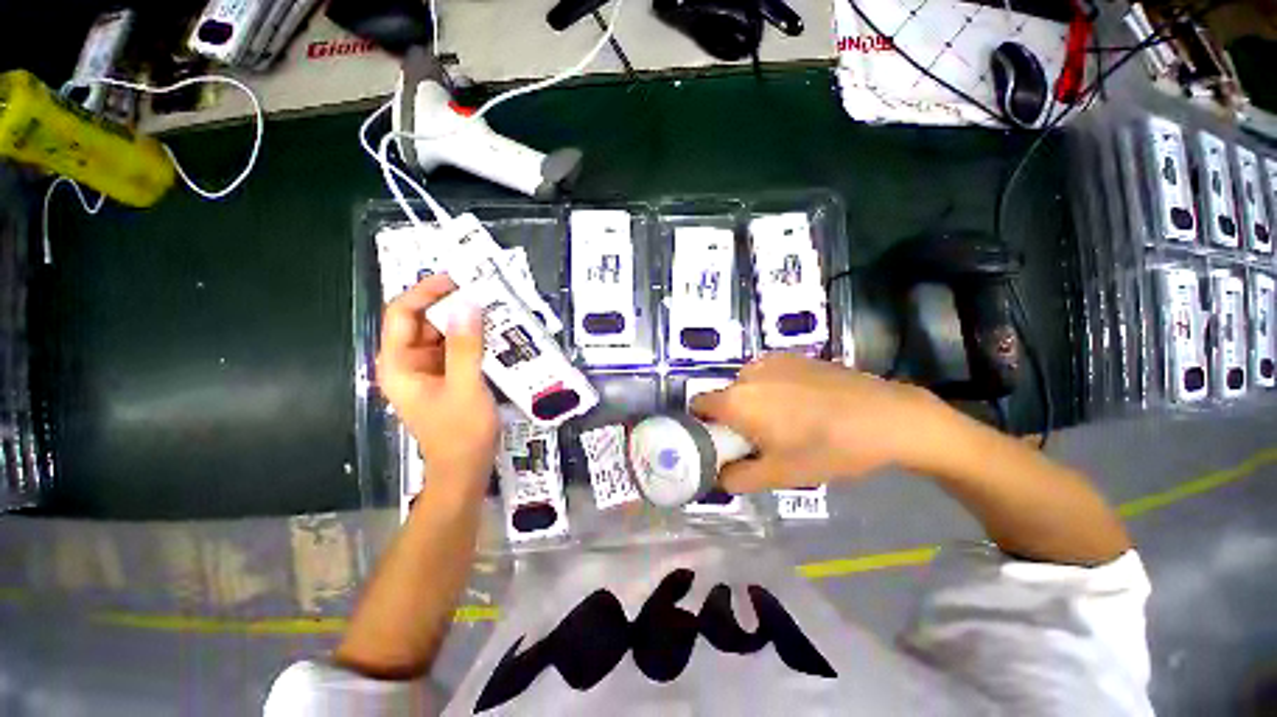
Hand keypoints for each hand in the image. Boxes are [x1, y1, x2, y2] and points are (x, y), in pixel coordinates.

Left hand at [376, 275, 496, 487]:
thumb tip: (468, 303)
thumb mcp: (466, 386)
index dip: (425, 292)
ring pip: (442, 334)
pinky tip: (495, 333)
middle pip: (423, 321)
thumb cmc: (461, 432)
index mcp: (399, 364)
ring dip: (465, 321)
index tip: (457, 279)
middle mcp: (408, 362)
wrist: (465, 470)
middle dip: (451, 305)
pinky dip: (472, 339)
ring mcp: (428, 371)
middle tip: (484, 291)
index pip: (402, 314)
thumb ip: (465, 345)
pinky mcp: (446, 378)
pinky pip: (455, 349)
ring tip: (495, 308)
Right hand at [691, 354, 955, 492]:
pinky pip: (767, 374)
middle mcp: (746, 373)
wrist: (886, 416)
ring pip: (746, 385)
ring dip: (753, 402)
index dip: (703, 425)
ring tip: (787, 420)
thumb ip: (736, 478)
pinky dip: (772, 388)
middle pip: (724, 396)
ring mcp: (770, 360)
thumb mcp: (779, 475)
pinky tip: (803, 403)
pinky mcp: (793, 355)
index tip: (722, 442)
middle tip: (760, 438)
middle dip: (733, 417)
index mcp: (736, 400)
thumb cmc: (827, 449)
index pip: (697, 405)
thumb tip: (717, 475)